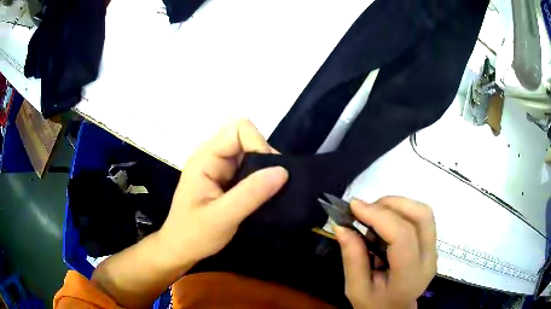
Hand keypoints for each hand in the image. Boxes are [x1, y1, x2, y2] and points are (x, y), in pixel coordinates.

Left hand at [159, 119, 287, 265]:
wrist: (180, 249)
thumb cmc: (194, 235)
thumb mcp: (222, 218)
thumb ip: (250, 194)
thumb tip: (282, 170)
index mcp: (205, 159)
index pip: (238, 129)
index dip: (258, 145)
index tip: (269, 174)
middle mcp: (211, 156)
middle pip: (245, 137)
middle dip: (263, 157)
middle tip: (271, 186)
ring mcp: (218, 167)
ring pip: (249, 152)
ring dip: (263, 169)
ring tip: (268, 192)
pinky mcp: (224, 178)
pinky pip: (247, 167)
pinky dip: (259, 177)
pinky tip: (261, 194)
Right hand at [335, 197, 436, 308]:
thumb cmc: (375, 305)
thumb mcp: (356, 290)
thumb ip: (352, 258)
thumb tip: (341, 225)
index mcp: (409, 276)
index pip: (402, 236)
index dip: (379, 216)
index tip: (354, 206)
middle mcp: (428, 259)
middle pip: (421, 216)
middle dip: (391, 204)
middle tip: (365, 209)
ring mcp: (433, 250)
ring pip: (424, 212)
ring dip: (397, 205)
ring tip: (374, 214)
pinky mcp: (431, 244)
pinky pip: (421, 217)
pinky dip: (402, 211)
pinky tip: (385, 221)